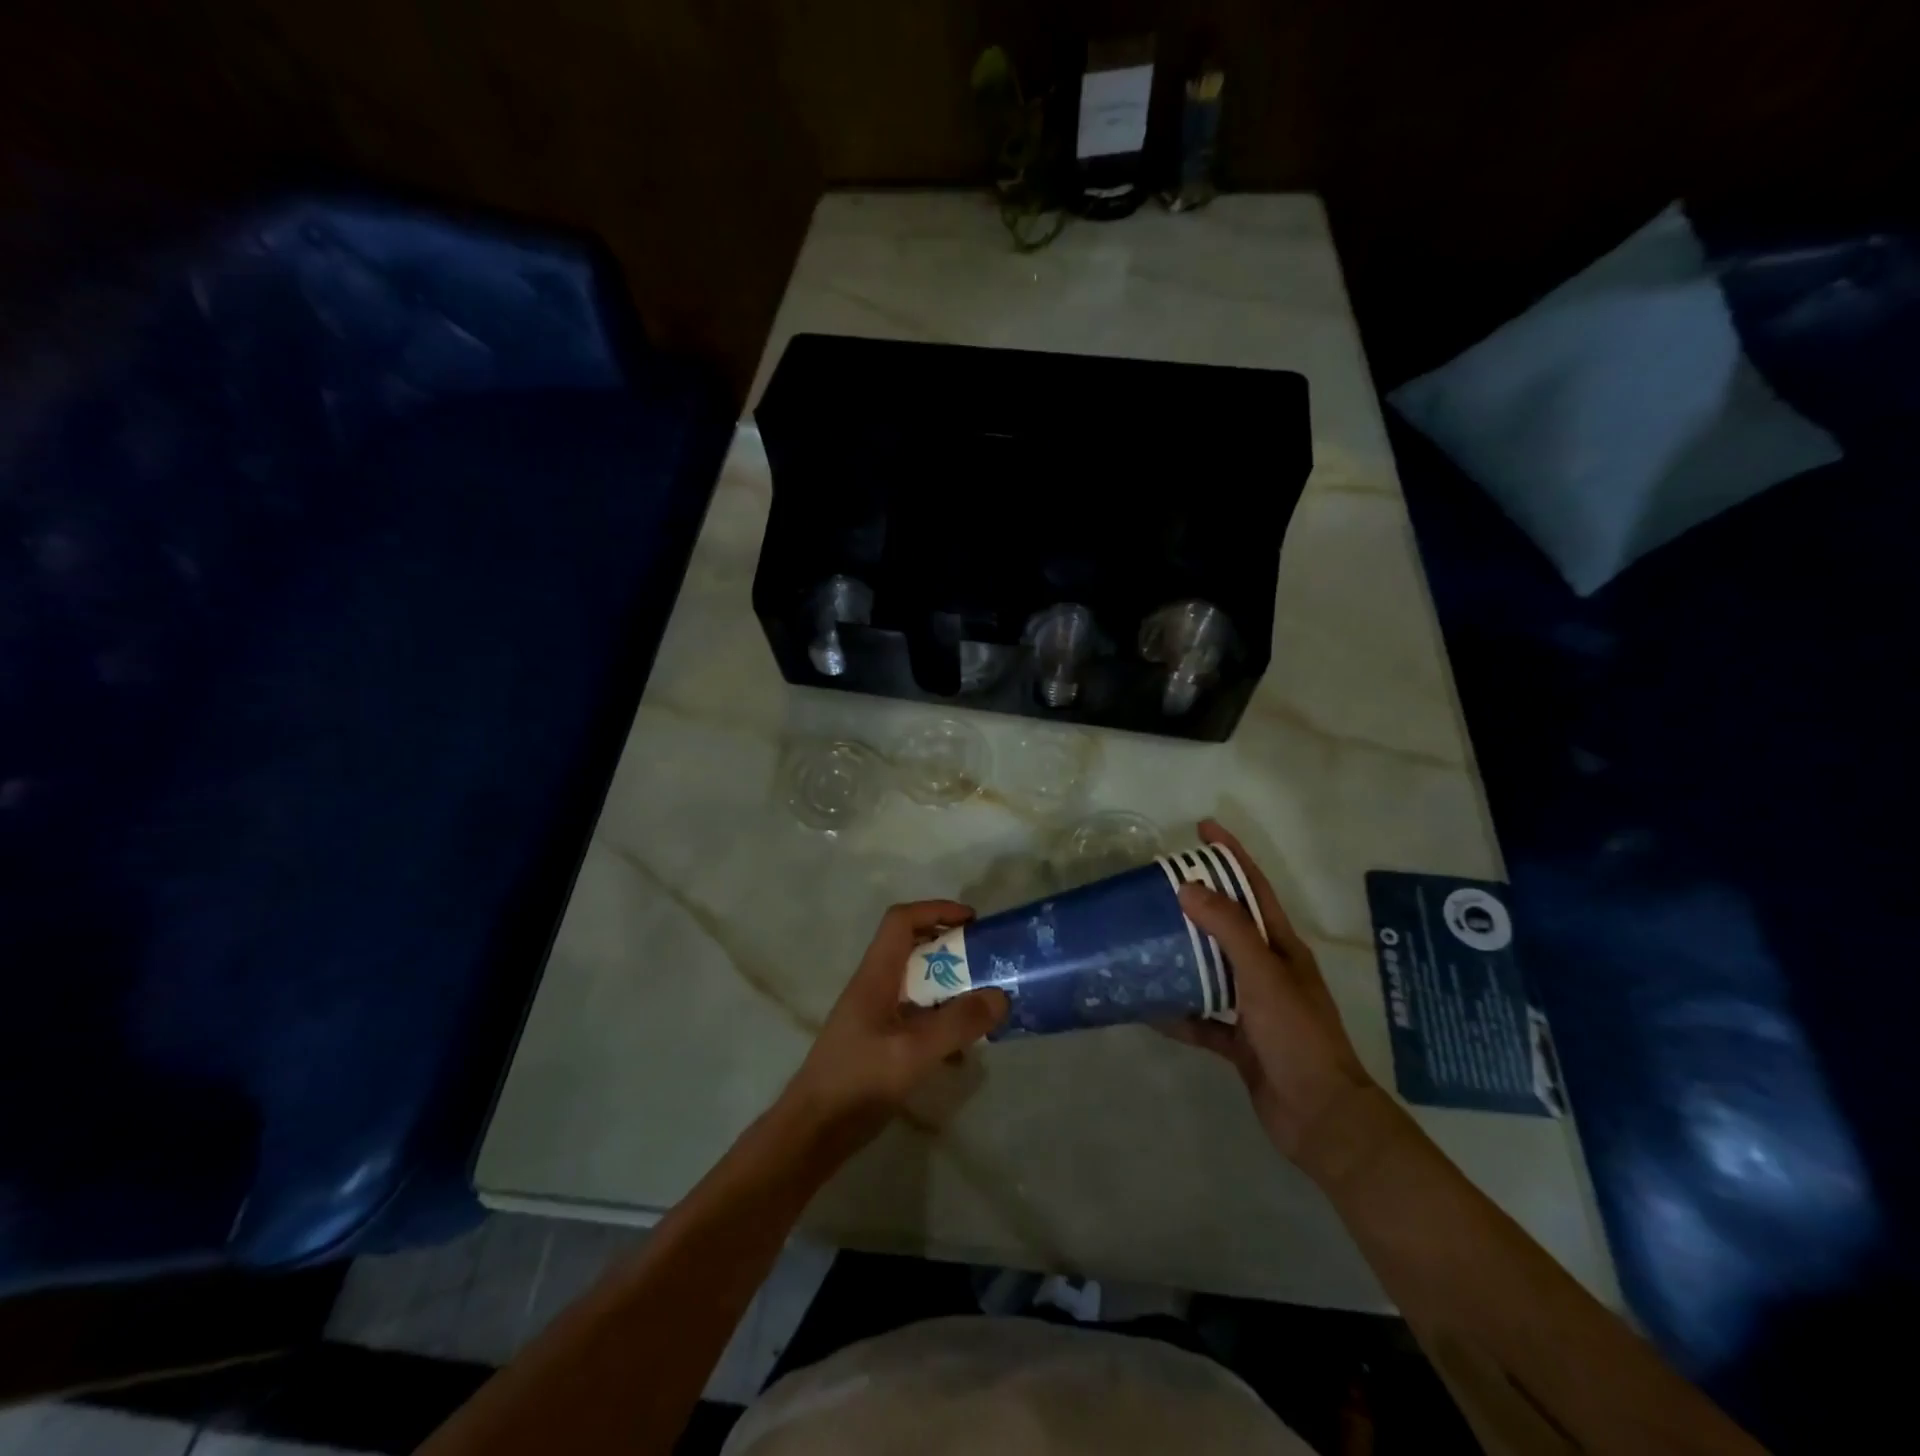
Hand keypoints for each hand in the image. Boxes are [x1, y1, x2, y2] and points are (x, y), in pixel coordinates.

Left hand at [779, 900, 1008, 1155]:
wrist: (812, 1132)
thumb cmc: (858, 1082)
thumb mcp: (913, 1053)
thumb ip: (957, 1023)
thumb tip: (1000, 995)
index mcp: (875, 976)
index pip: (901, 921)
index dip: (936, 910)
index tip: (973, 921)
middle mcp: (874, 987)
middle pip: (912, 948)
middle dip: (951, 950)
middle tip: (986, 963)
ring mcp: (875, 1015)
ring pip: (917, 985)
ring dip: (949, 989)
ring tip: (983, 1006)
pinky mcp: (879, 1042)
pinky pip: (916, 1018)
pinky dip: (941, 1024)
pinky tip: (962, 1055)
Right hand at [1162, 820, 1376, 1171]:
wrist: (1320, 1118)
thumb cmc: (1298, 1037)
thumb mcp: (1264, 975)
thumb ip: (1228, 930)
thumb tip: (1189, 887)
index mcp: (1283, 948)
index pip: (1255, 888)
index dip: (1232, 855)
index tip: (1203, 827)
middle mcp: (1269, 971)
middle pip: (1229, 926)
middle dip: (1198, 902)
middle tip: (1158, 884)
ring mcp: (1254, 1008)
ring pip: (1212, 970)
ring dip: (1183, 955)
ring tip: (1145, 937)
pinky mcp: (1240, 1041)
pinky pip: (1202, 1019)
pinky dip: (1178, 1014)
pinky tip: (1148, 1007)